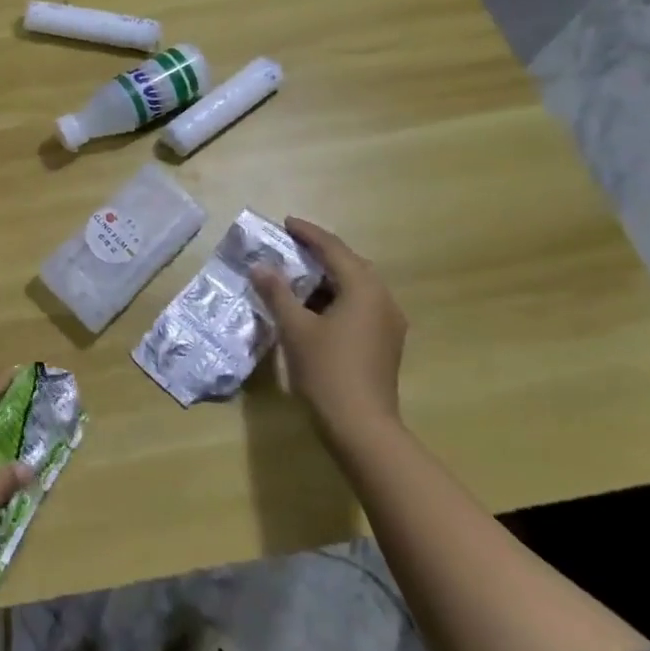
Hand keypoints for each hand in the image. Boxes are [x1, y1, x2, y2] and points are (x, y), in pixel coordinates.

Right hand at [252, 217, 407, 443]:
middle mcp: (382, 300)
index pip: (334, 249)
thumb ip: (277, 292)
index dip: (308, 234)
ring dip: (328, 276)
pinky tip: (314, 306)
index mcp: (364, 289)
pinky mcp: (385, 343)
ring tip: (298, 273)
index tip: (286, 222)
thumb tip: (260, 266)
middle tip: (291, 245)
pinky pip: (360, 305)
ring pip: (357, 286)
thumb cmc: (327, 371)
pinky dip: (336, 296)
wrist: (362, 428)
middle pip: (350, 264)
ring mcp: (388, 324)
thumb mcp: (295, 328)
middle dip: (321, 252)